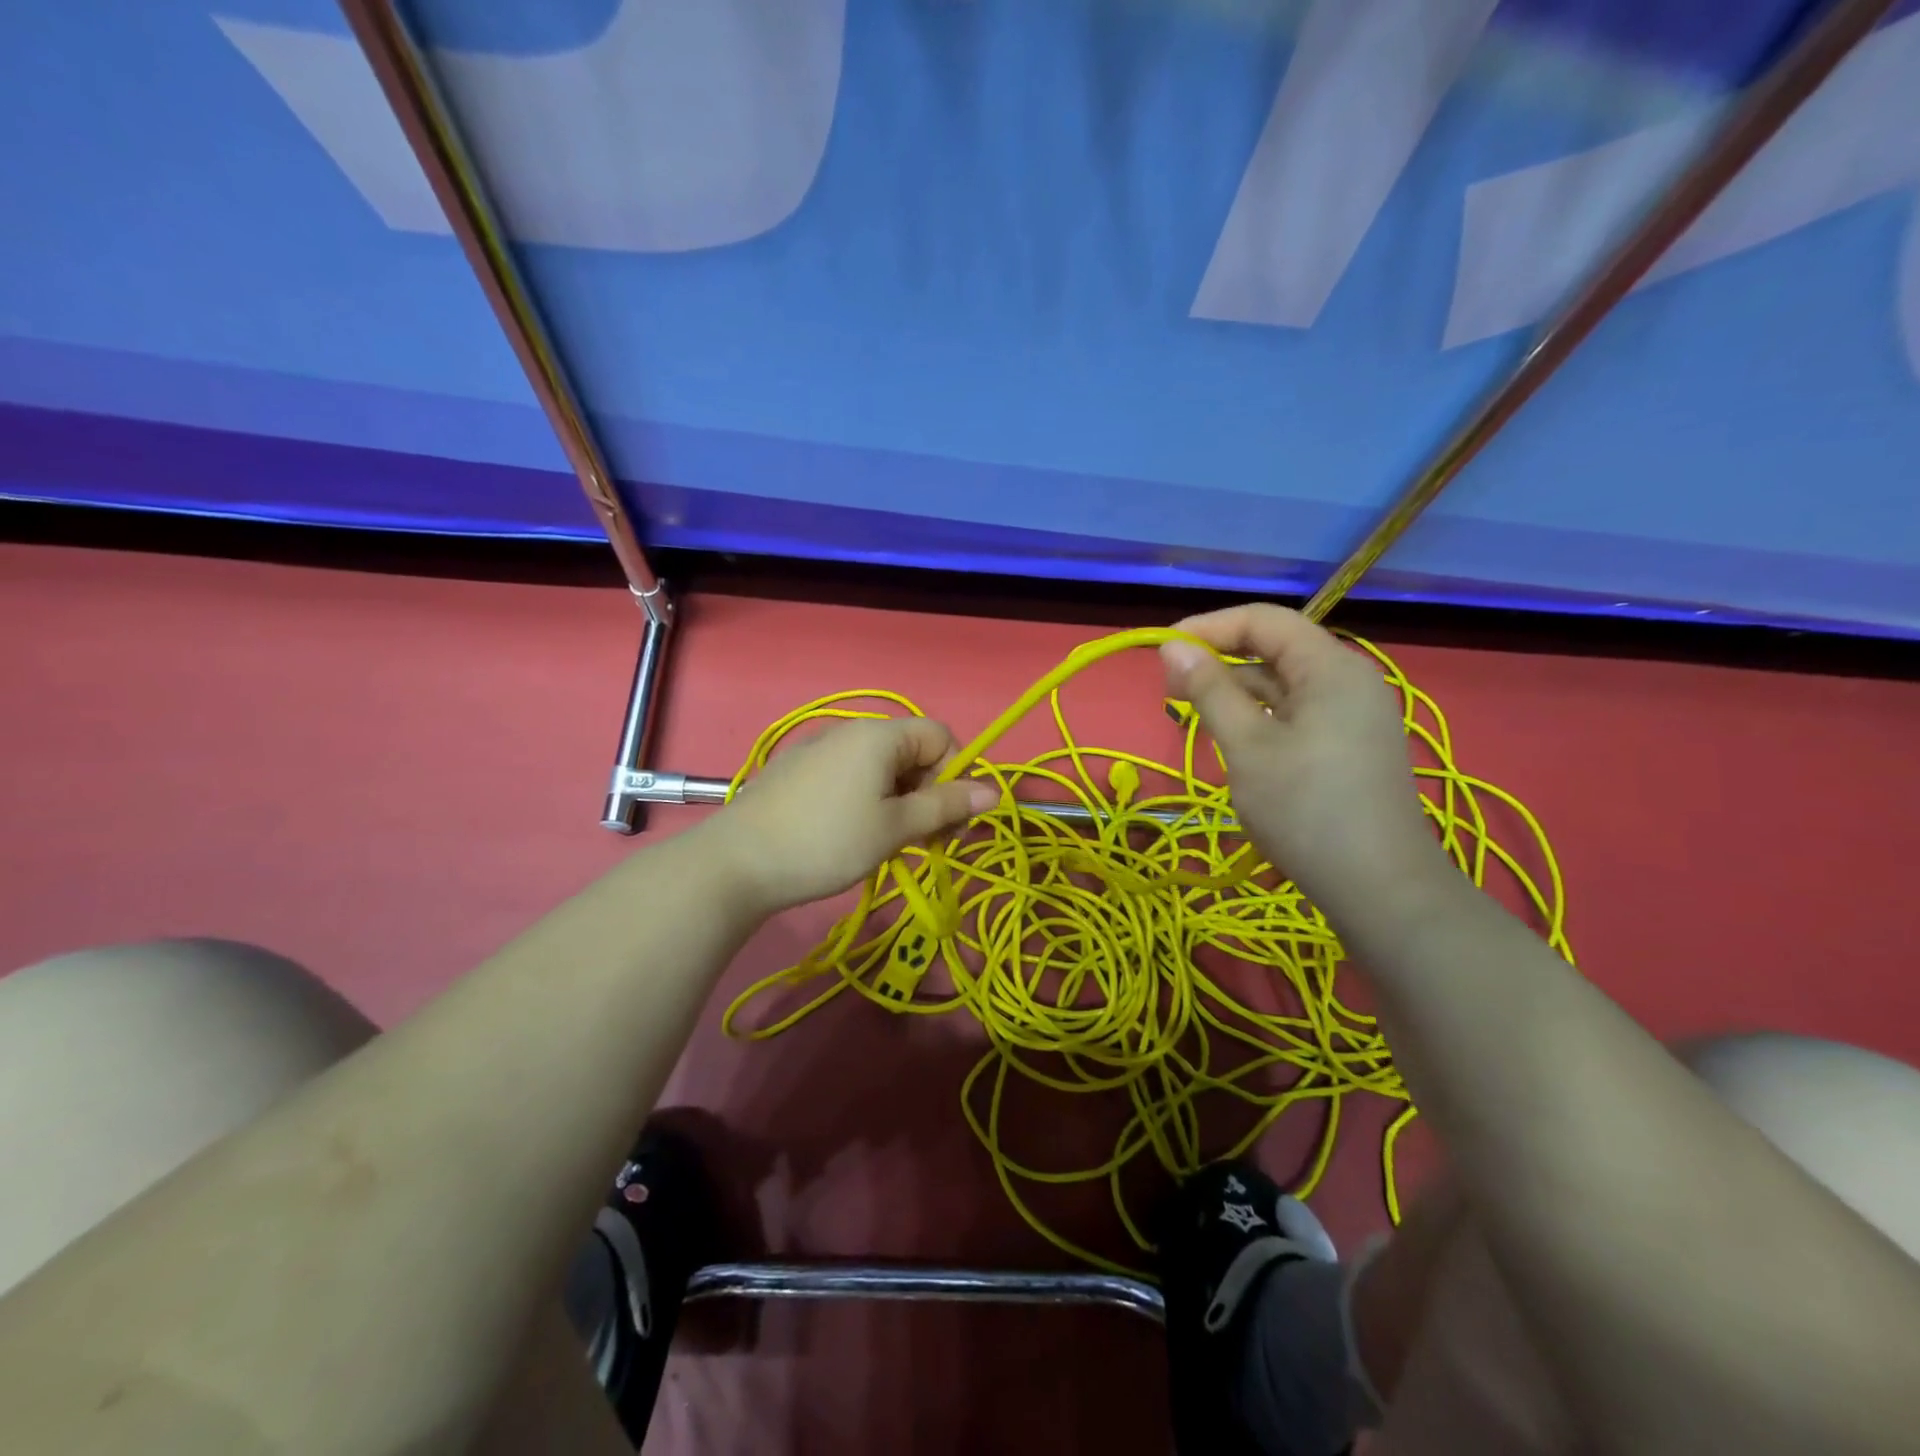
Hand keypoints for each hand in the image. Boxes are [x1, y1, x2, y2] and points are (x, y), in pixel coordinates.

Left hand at [705, 717, 997, 914]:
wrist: (737, 863)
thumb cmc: (827, 842)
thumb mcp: (895, 828)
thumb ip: (946, 807)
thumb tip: (994, 792)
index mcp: (879, 735)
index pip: (941, 736)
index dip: (955, 775)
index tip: (947, 821)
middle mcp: (851, 732)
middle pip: (912, 752)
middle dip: (929, 793)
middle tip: (924, 841)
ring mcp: (819, 750)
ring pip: (881, 769)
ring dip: (899, 802)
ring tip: (887, 845)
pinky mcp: (798, 772)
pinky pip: (850, 778)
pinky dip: (867, 802)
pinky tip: (851, 837)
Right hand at [1160, 604, 1450, 926]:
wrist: (1380, 889)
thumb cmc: (1305, 809)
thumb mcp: (1246, 746)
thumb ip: (1209, 690)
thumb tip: (1172, 646)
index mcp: (1331, 668)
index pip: (1264, 620)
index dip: (1210, 627)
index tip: (1163, 650)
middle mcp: (1349, 681)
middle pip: (1276, 649)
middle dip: (1221, 660)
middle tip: (1171, 688)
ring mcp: (1354, 716)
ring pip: (1285, 685)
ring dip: (1238, 691)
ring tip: (1194, 714)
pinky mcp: (1351, 747)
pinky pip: (1298, 714)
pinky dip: (1261, 717)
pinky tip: (1234, 740)